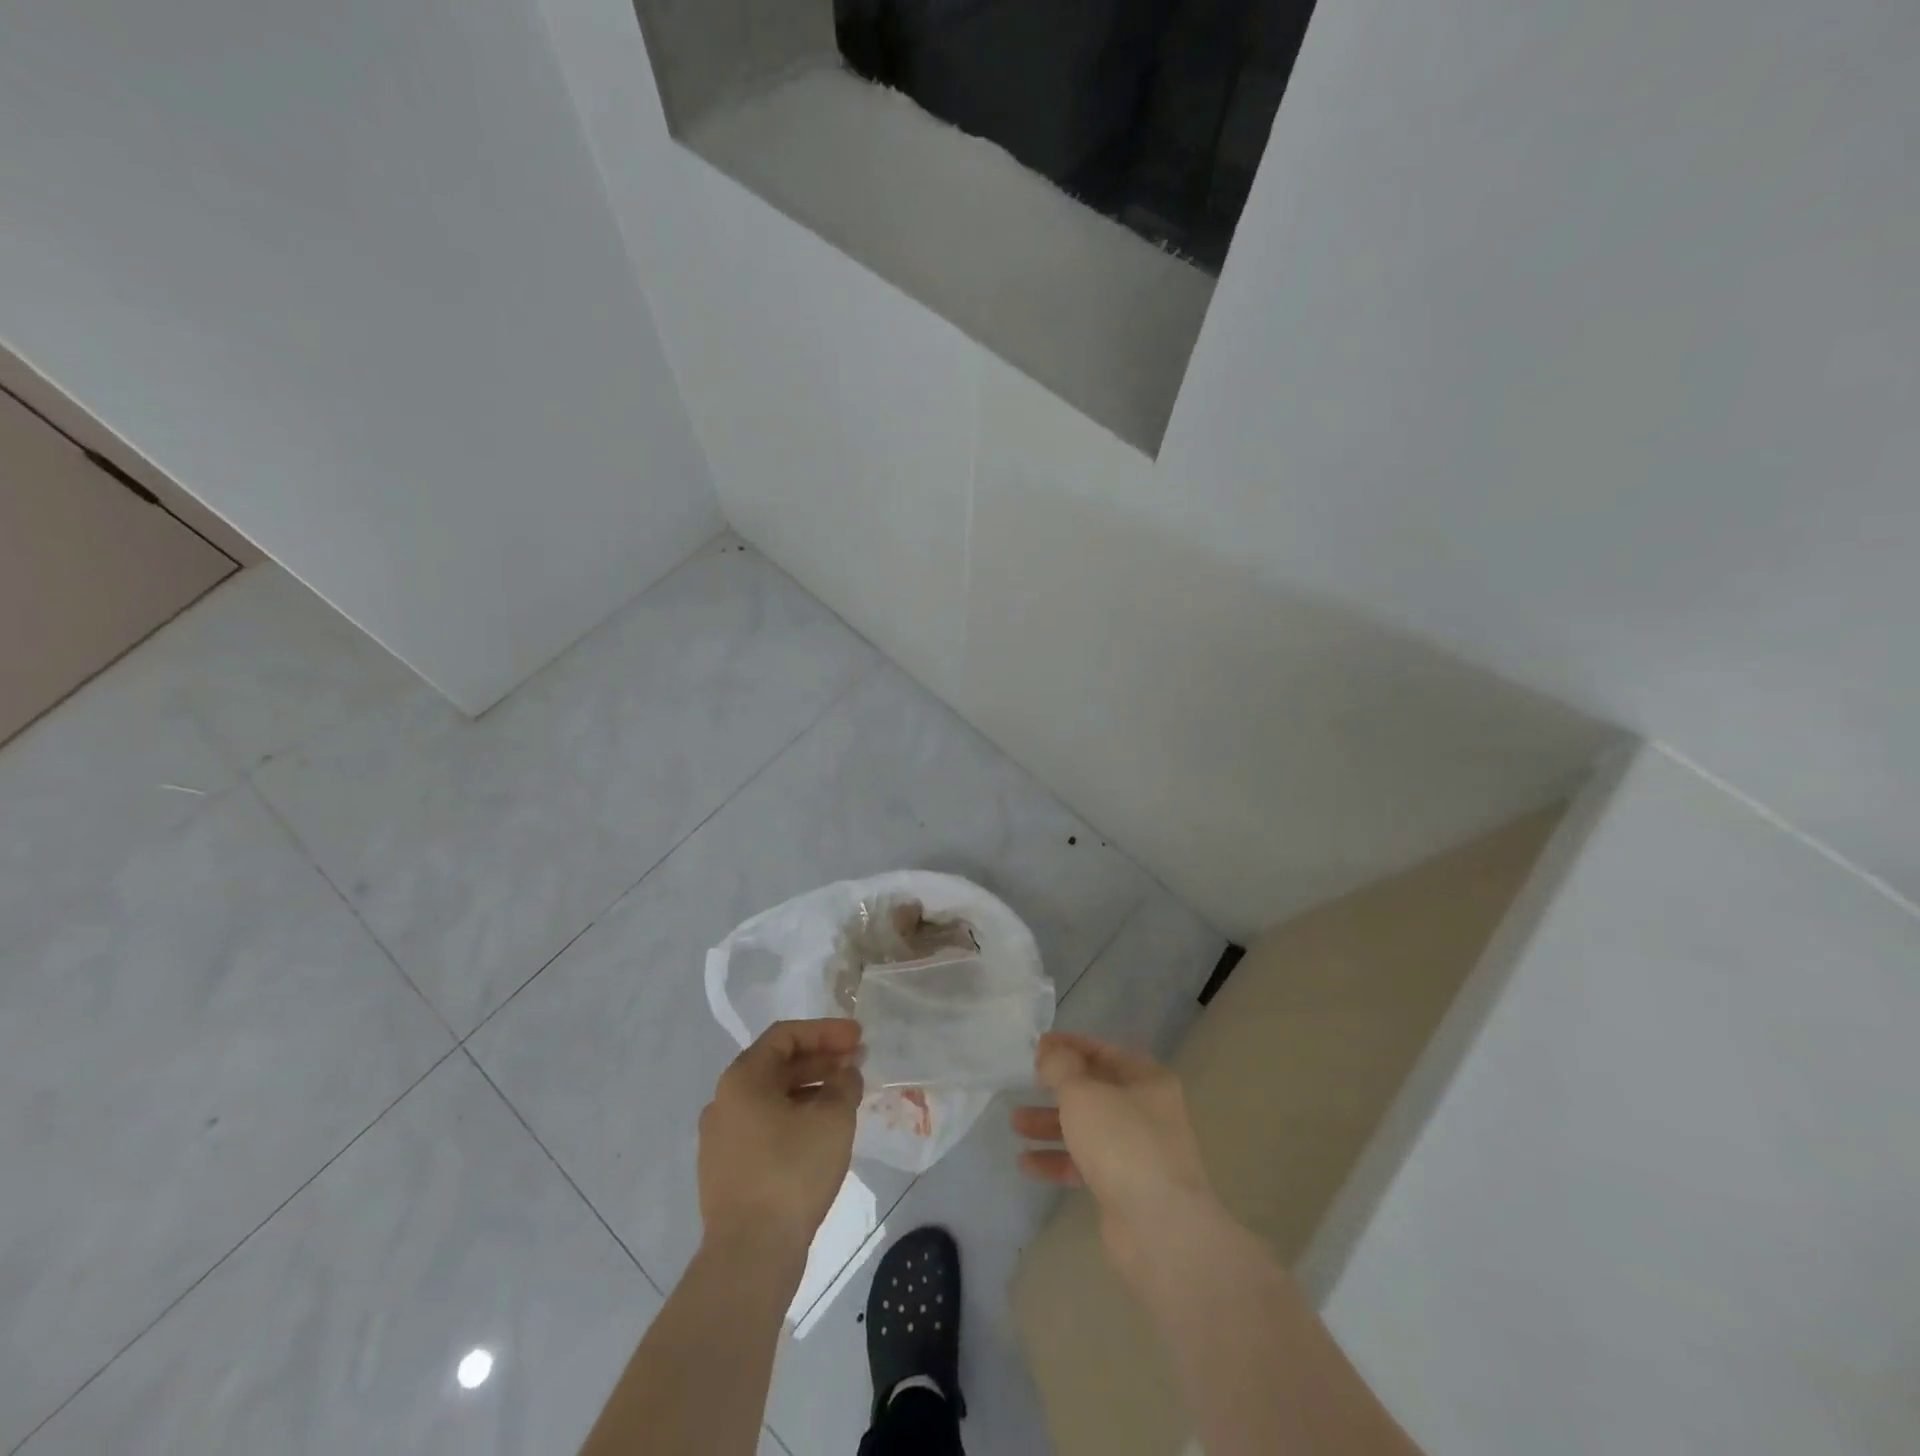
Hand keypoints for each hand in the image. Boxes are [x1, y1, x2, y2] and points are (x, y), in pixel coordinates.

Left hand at [698, 1019, 863, 1259]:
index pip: (786, 1035)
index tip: (858, 1038)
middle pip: (777, 1065)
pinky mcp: (727, 1172)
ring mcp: (721, 1139)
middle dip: (821, 1060)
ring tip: (845, 1097)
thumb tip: (845, 1073)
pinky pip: (765, 1127)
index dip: (826, 1031)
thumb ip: (844, 1083)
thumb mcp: (832, 1118)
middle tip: (857, 1064)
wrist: (750, 1256)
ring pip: (772, 1098)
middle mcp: (724, 1101)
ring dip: (810, 1089)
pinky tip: (822, 1133)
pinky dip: (795, 1117)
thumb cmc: (791, 1171)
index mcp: (742, 1078)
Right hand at [1012, 1032, 1216, 1278]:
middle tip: (1026, 1083)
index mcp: (1147, 1079)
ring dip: (1052, 1123)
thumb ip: (1061, 1067)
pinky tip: (1027, 1163)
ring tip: (1015, 1123)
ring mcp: (1138, 1151)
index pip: (1103, 1050)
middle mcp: (1147, 1111)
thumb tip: (1051, 1054)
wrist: (1159, 1229)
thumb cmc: (1122, 1143)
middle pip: (1095, 1089)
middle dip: (1057, 1087)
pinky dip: (1059, 1160)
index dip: (1069, 1045)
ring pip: (1088, 1128)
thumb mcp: (1083, 1093)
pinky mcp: (1125, 1188)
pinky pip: (1086, 1163)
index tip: (1036, 1046)